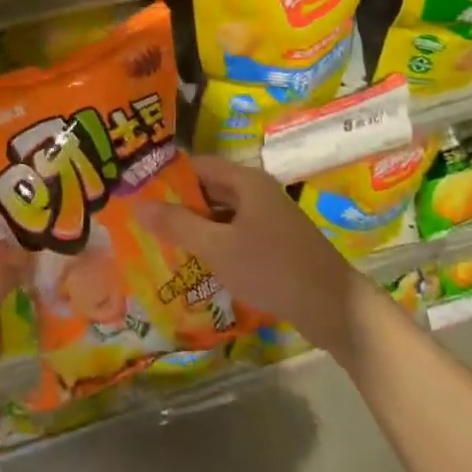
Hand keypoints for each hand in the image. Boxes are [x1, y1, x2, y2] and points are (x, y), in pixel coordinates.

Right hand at [138, 156, 374, 358]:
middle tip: (144, 220)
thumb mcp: (218, 247)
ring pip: (222, 213)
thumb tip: (138, 205)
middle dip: (179, 203)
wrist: (333, 307)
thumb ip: (178, 225)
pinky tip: (197, 262)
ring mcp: (269, 217)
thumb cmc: (272, 268)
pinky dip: (216, 242)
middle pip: (210, 188)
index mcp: (246, 181)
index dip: (167, 176)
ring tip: (162, 242)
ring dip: (196, 226)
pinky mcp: (276, 242)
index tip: (138, 191)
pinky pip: (236, 232)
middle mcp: (258, 191)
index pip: (197, 165)